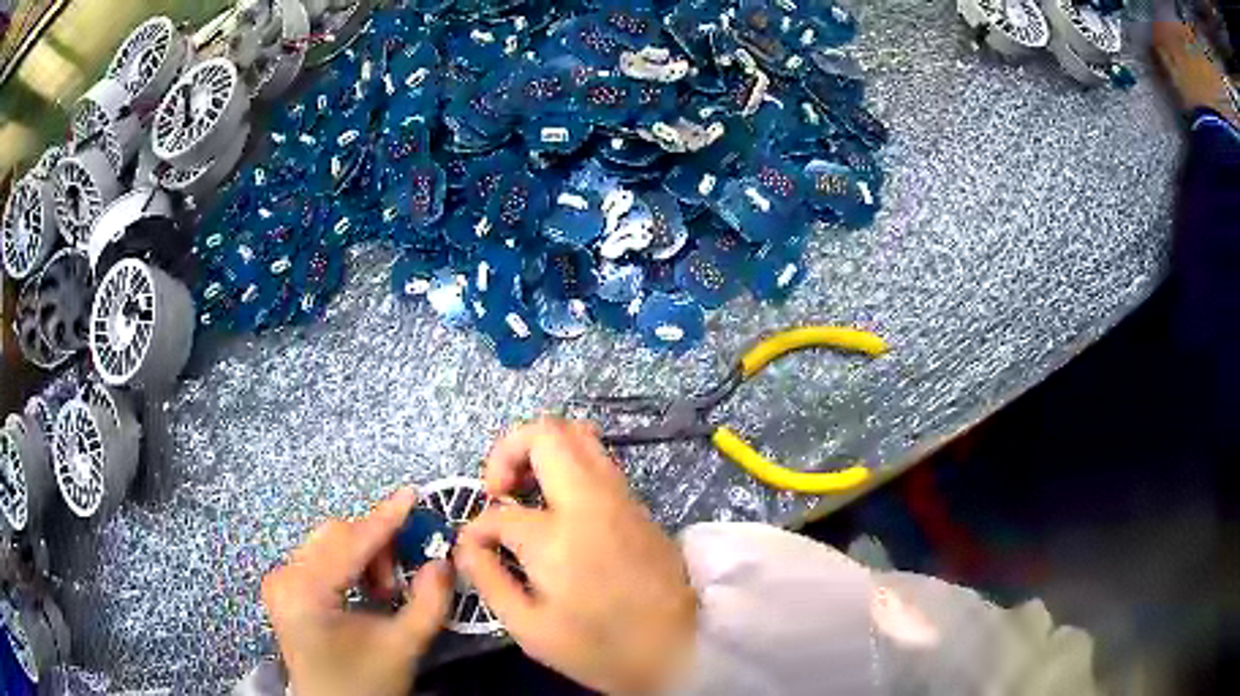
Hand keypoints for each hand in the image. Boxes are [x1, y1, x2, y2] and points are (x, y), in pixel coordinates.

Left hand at [262, 488, 452, 695]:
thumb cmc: (365, 684)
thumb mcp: (403, 647)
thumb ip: (429, 603)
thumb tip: (443, 561)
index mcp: (306, 592)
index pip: (350, 542)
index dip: (384, 518)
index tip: (412, 494)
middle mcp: (284, 576)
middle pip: (336, 535)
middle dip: (375, 549)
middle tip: (399, 583)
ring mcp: (280, 579)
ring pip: (328, 542)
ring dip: (363, 557)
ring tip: (383, 593)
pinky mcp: (283, 585)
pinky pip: (320, 556)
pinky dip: (348, 565)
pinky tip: (363, 591)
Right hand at [456, 418, 697, 693]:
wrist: (683, 649)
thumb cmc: (603, 649)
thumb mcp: (531, 629)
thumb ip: (490, 580)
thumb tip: (468, 545)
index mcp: (558, 536)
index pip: (500, 513)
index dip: (476, 529)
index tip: (475, 550)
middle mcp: (591, 501)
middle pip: (545, 433)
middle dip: (507, 450)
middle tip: (498, 491)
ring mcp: (620, 497)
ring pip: (578, 435)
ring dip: (541, 450)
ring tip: (524, 491)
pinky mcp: (639, 504)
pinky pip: (598, 459)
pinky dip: (568, 463)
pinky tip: (557, 503)